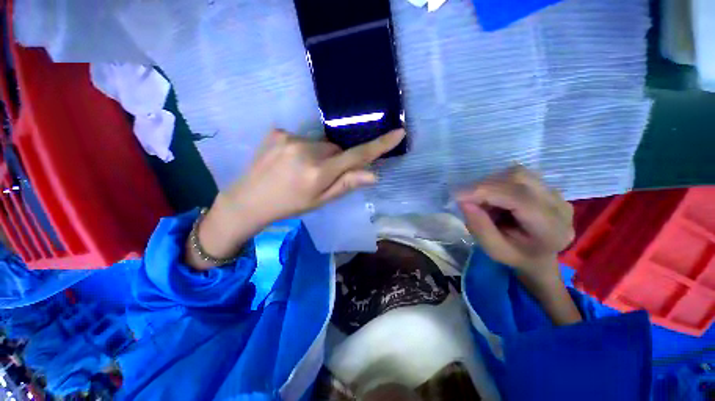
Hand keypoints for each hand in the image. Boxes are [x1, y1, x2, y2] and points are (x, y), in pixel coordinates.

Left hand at [222, 128, 405, 224]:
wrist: (249, 200)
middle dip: (334, 160)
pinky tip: (288, 161)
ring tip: (301, 169)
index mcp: (319, 172)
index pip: (356, 156)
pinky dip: (302, 148)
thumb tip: (373, 174)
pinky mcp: (277, 132)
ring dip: (318, 154)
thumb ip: (346, 185)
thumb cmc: (289, 205)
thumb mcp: (320, 201)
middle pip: (336, 149)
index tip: (397, 133)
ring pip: (319, 143)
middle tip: (319, 175)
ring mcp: (289, 138)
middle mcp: (306, 151)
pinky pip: (302, 138)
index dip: (379, 145)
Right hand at [457, 166, 574, 281]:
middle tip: (467, 199)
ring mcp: (556, 193)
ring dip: (490, 183)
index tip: (458, 196)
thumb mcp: (493, 250)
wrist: (539, 256)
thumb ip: (479, 227)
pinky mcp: (547, 186)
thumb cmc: (516, 256)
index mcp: (551, 229)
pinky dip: (498, 182)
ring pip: (517, 173)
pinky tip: (493, 197)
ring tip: (481, 200)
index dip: (485, 192)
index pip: (519, 198)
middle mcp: (559, 205)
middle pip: (519, 179)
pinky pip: (518, 176)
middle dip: (485, 186)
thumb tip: (464, 201)